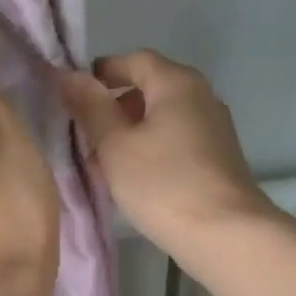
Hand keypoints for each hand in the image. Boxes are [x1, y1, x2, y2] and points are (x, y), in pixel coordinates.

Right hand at [59, 50, 272, 252]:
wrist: (226, 236)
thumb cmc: (163, 184)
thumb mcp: (115, 145)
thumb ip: (90, 107)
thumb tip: (68, 74)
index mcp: (177, 82)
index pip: (133, 60)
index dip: (100, 73)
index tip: (72, 97)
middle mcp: (201, 96)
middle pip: (149, 88)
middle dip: (112, 107)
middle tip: (83, 136)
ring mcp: (214, 127)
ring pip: (161, 118)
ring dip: (130, 133)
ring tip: (102, 164)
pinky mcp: (218, 157)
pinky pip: (176, 140)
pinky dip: (151, 149)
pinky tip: (133, 179)